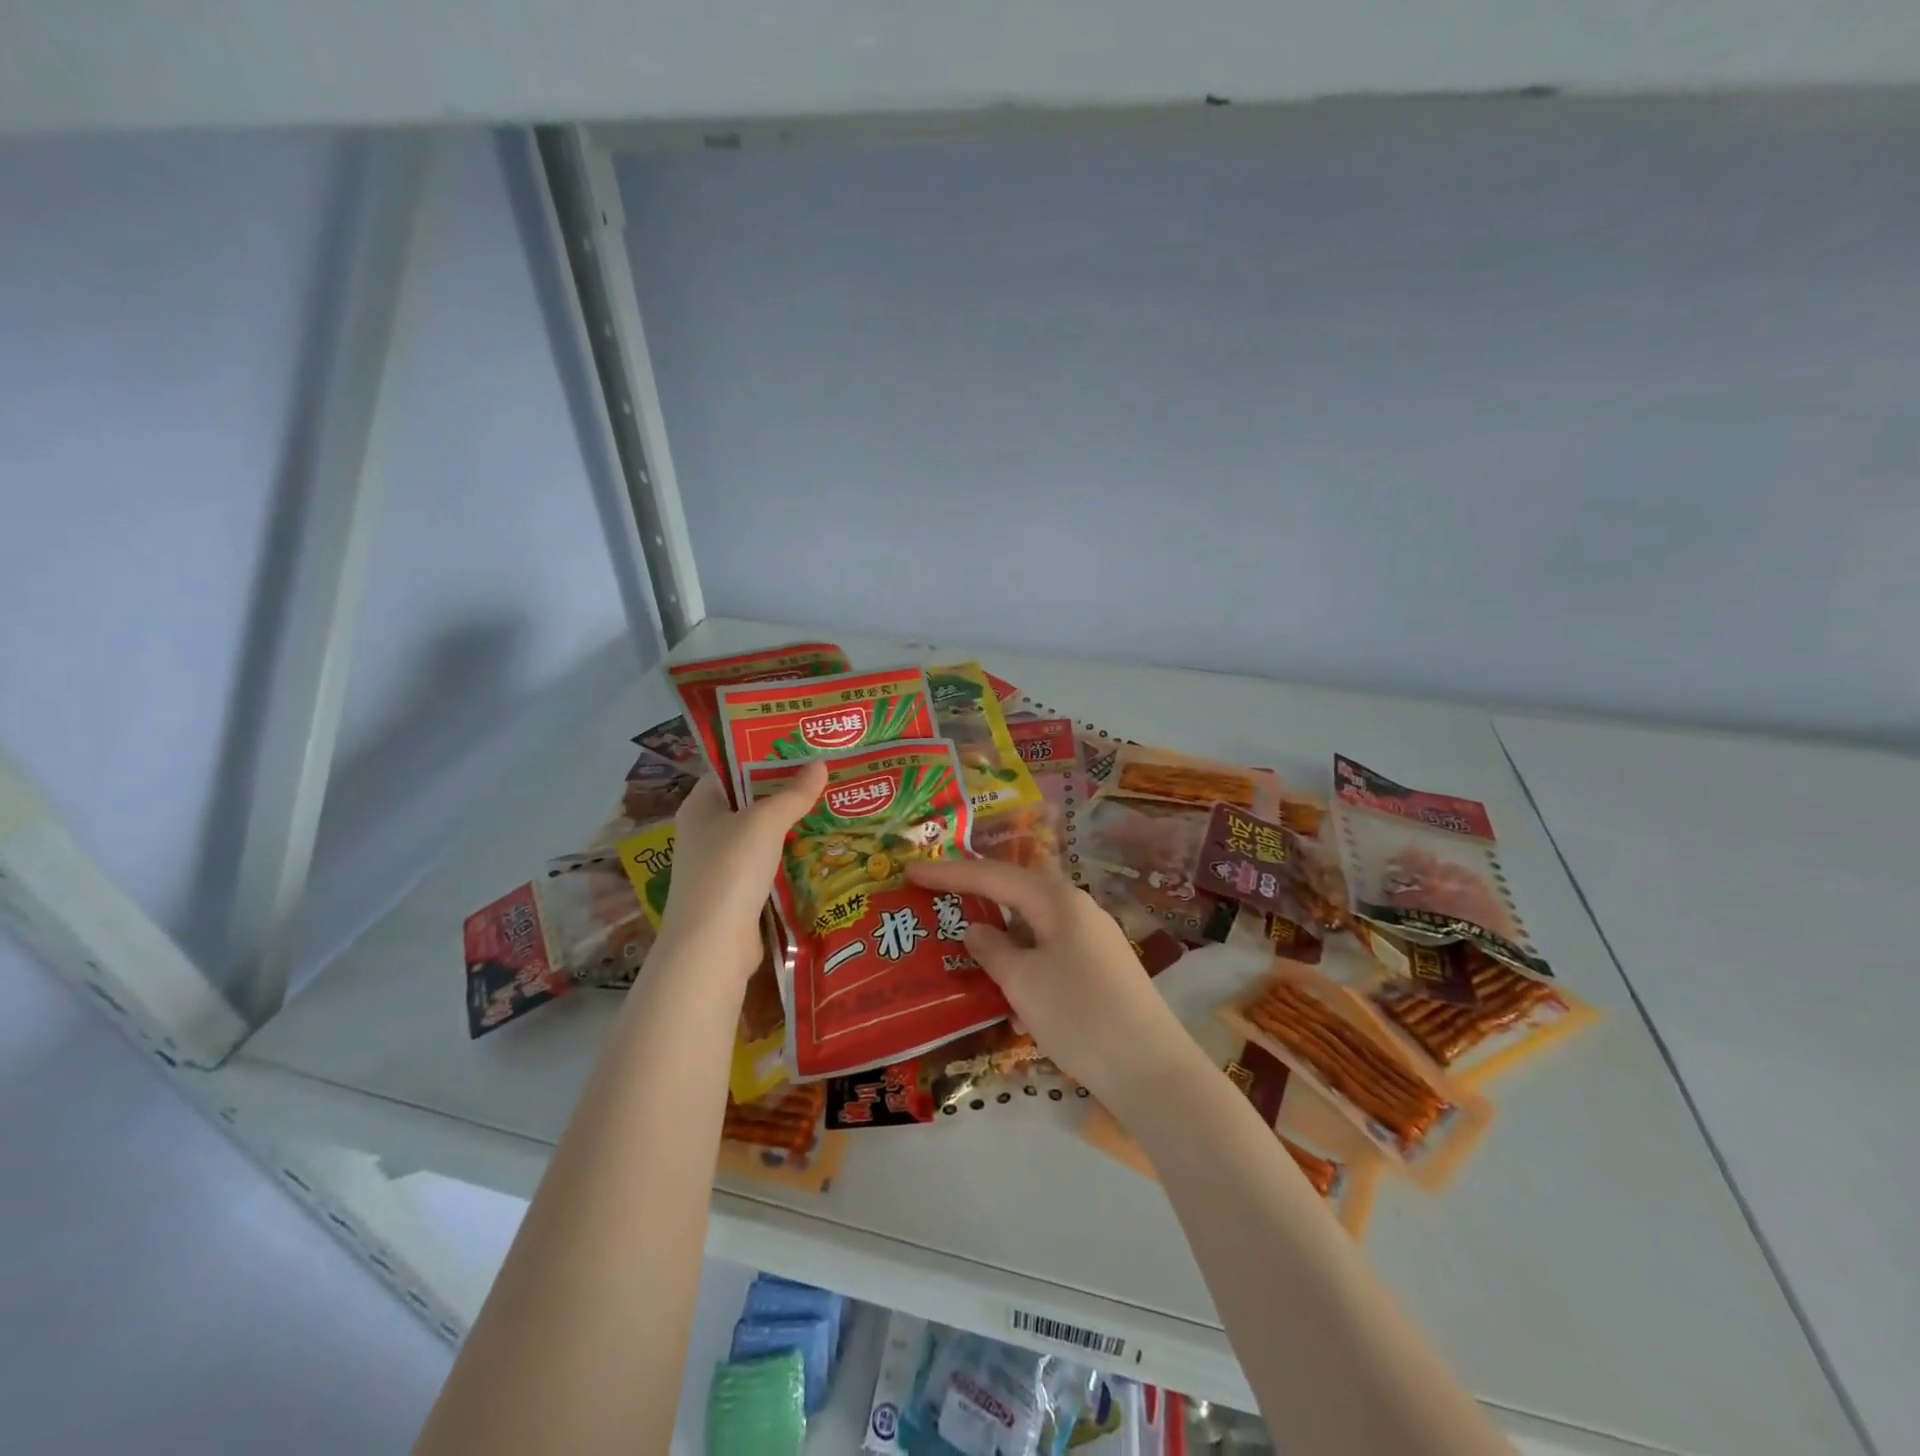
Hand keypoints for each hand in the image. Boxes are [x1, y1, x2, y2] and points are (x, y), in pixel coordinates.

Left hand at [656, 762, 826, 986]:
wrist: (713, 945)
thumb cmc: (731, 869)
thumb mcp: (765, 822)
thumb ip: (793, 793)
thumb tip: (819, 763)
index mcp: (700, 806)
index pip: (731, 771)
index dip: (763, 757)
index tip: (800, 749)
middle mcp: (705, 832)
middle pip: (748, 803)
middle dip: (784, 793)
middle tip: (824, 778)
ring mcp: (719, 866)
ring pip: (760, 837)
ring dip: (790, 828)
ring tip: (830, 809)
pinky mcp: (736, 894)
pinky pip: (766, 866)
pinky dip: (789, 859)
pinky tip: (818, 851)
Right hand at [905, 857, 1196, 1106]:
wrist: (1151, 1069)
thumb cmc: (1079, 1014)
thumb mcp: (1023, 981)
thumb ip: (992, 949)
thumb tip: (975, 928)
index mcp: (1058, 900)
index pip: (993, 875)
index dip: (949, 873)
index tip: (910, 870)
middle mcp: (1078, 909)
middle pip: (1017, 893)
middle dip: (977, 897)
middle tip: (937, 899)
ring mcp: (1093, 939)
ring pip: (1033, 926)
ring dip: (1001, 936)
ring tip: (965, 948)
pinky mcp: (1100, 969)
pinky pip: (1050, 952)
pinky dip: (1024, 963)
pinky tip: (1009, 995)